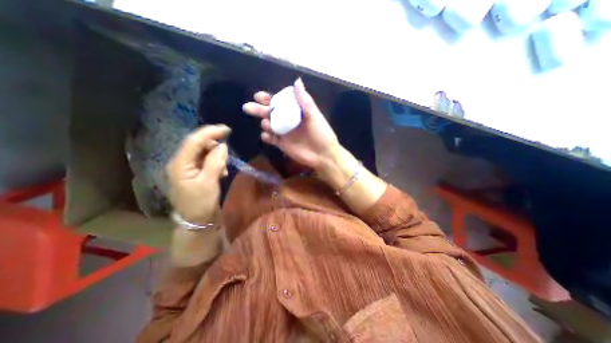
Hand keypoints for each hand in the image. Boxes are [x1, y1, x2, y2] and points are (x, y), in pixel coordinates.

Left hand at [166, 125, 229, 223]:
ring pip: (203, 152)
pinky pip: (206, 160)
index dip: (210, 132)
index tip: (227, 129)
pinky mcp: (194, 172)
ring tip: (224, 170)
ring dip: (216, 156)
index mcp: (180, 164)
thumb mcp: (210, 183)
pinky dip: (215, 162)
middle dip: (214, 146)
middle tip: (227, 156)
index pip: (194, 141)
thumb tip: (223, 146)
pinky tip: (221, 172)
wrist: (196, 221)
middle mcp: (180, 162)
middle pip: (198, 144)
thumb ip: (215, 162)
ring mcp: (187, 167)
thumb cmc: (201, 204)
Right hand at [241, 79, 340, 172]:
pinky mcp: (282, 144)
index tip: (259, 96)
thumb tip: (297, 81)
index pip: (280, 102)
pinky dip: (266, 137)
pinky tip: (266, 136)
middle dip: (259, 109)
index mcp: (296, 111)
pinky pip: (271, 139)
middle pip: (271, 113)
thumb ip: (305, 101)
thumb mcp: (315, 116)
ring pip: (269, 125)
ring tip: (267, 125)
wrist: (323, 155)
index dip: (269, 98)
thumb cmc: (321, 134)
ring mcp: (284, 133)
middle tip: (248, 107)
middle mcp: (288, 121)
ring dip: (265, 123)